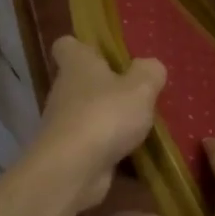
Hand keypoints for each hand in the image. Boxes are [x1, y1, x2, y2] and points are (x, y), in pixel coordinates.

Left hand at [31, 36, 164, 210]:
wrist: (73, 170)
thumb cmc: (106, 115)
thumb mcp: (141, 87)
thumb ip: (150, 72)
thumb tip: (150, 66)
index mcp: (77, 65)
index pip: (67, 45)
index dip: (84, 47)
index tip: (106, 54)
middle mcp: (64, 91)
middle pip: (81, 81)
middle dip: (106, 86)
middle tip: (138, 92)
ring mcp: (64, 124)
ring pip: (88, 113)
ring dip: (109, 118)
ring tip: (141, 124)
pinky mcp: (69, 152)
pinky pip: (92, 143)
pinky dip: (109, 146)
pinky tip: (134, 152)